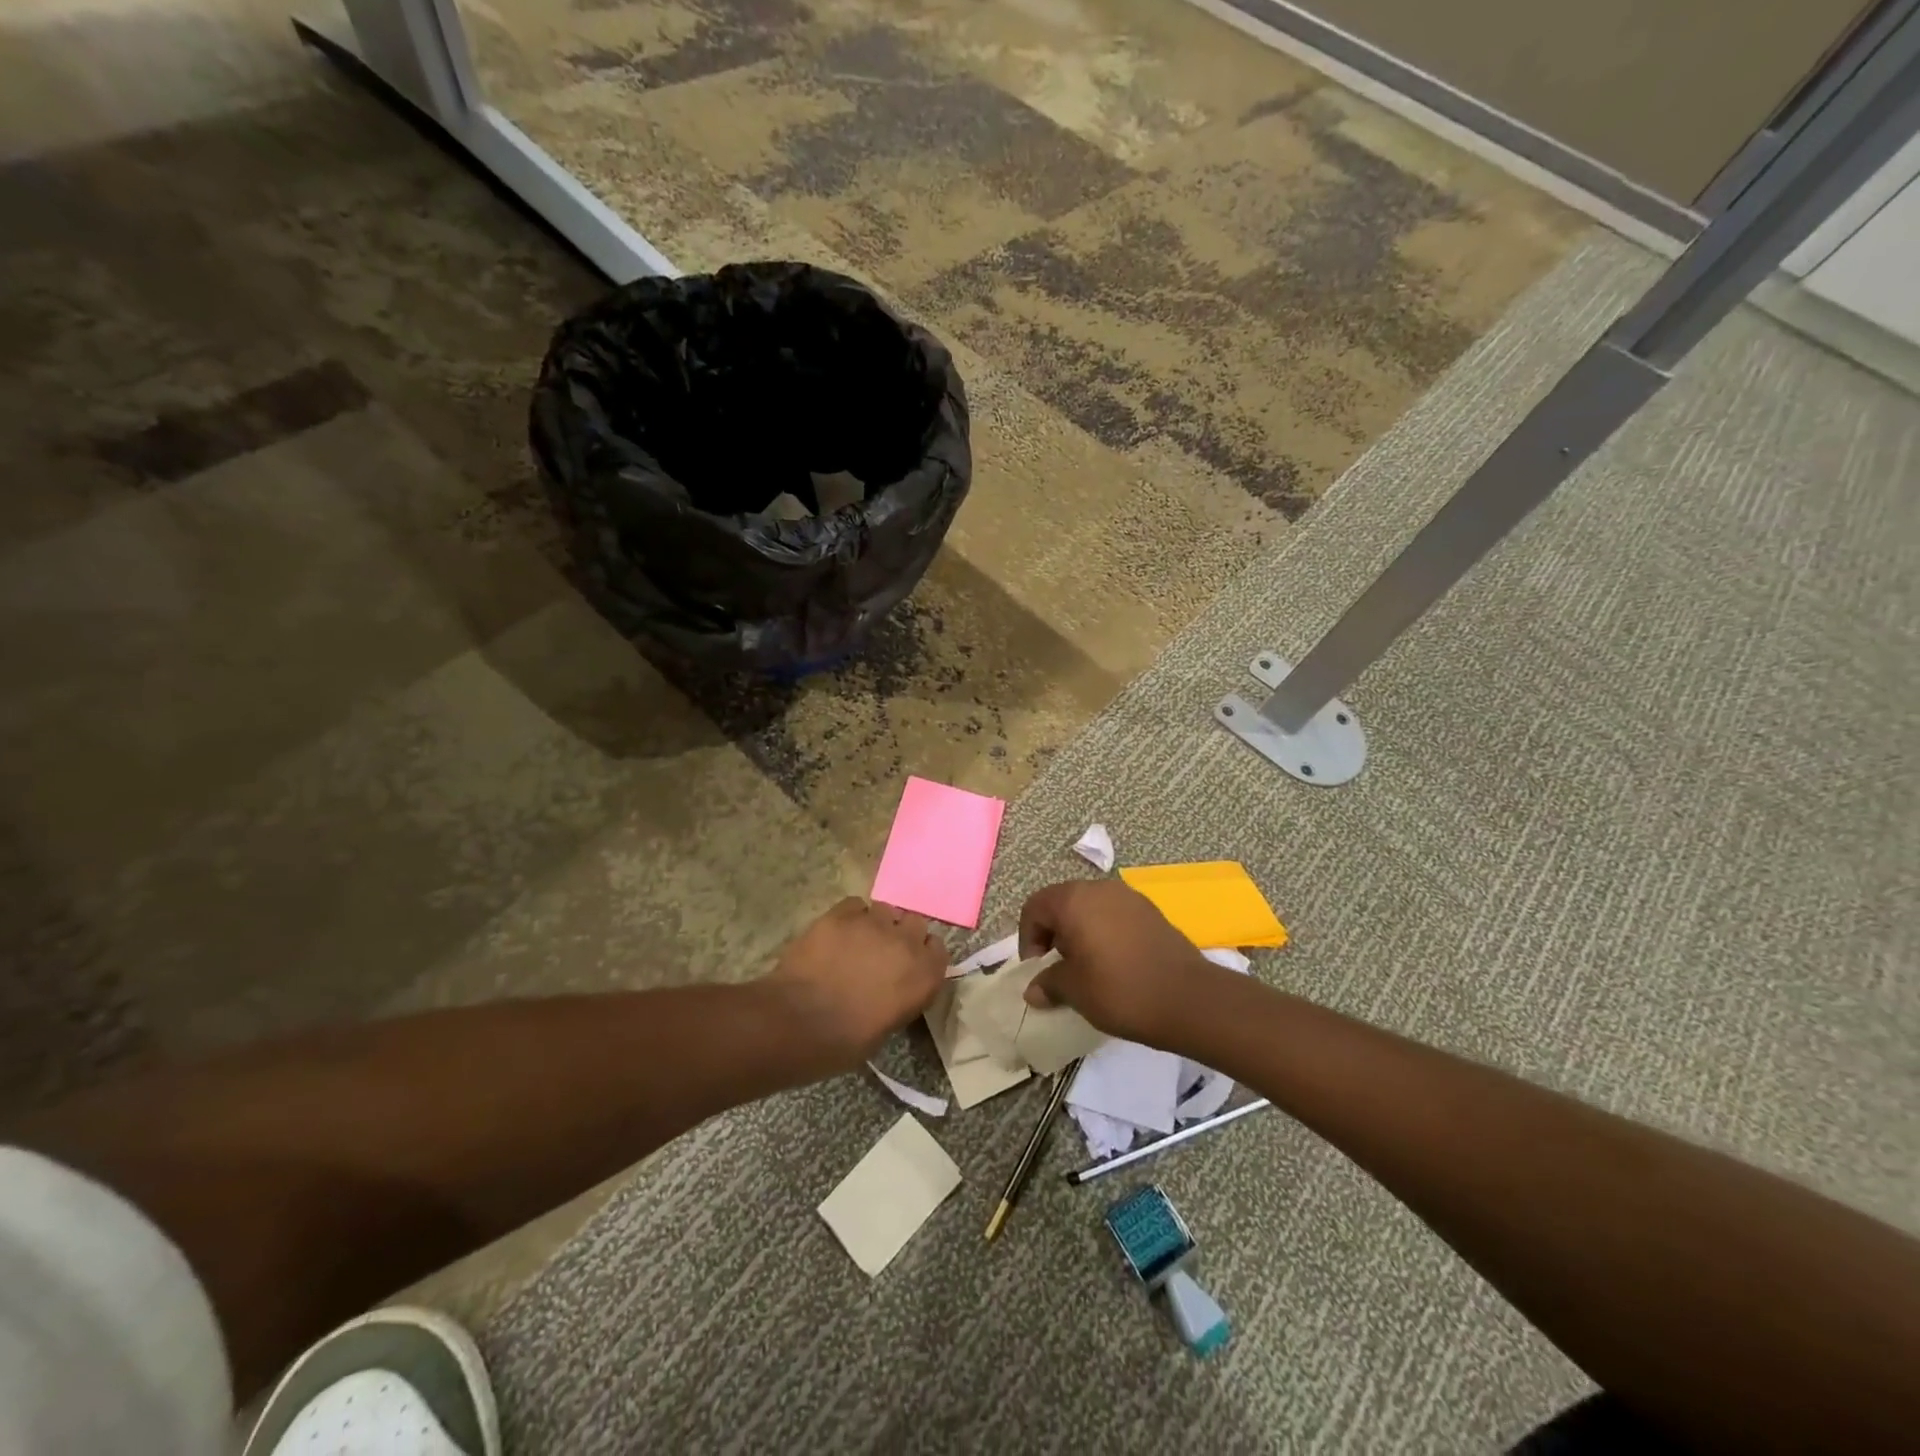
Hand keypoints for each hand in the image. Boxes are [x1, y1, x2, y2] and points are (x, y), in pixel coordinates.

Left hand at [766, 897, 948, 1072]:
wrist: (798, 1023)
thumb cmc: (844, 1041)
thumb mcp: (887, 1026)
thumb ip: (901, 996)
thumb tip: (892, 986)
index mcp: (924, 976)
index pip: (937, 950)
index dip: (922, 955)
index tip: (908, 965)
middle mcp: (906, 943)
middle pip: (914, 923)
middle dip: (901, 934)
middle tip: (881, 952)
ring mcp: (873, 924)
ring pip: (885, 910)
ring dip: (875, 924)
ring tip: (857, 941)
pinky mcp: (841, 914)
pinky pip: (854, 905)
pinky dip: (849, 917)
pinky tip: (836, 934)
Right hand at [1018, 880, 1214, 1045]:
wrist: (1189, 999)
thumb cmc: (1120, 990)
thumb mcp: (1075, 991)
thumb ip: (1048, 983)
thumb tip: (1033, 989)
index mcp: (1073, 900)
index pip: (1034, 907)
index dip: (1028, 938)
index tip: (1037, 969)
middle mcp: (1099, 888)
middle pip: (1062, 903)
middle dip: (1053, 933)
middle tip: (1058, 967)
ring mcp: (1128, 897)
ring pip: (1090, 908)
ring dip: (1080, 932)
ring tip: (1087, 967)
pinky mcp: (1151, 911)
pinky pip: (1114, 915)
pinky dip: (1105, 933)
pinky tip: (1114, 964)